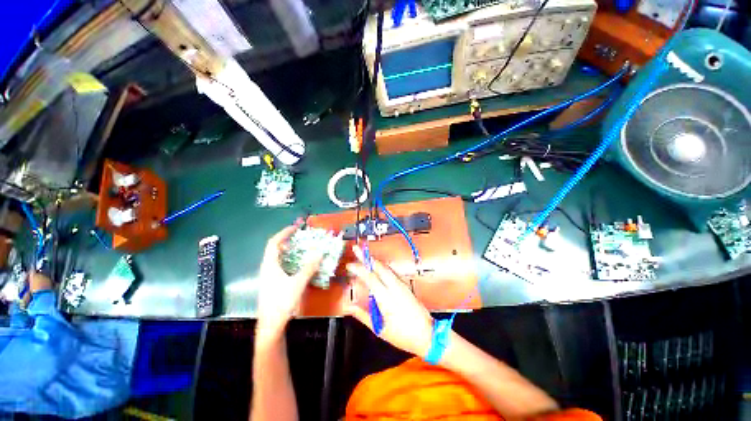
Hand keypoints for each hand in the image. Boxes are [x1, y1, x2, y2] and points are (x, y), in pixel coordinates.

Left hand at [256, 222, 322, 343]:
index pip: (274, 243)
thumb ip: (309, 267)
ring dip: (289, 250)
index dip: (284, 233)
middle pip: (275, 249)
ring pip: (277, 257)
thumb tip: (320, 253)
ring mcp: (269, 276)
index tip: (295, 227)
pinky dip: (290, 260)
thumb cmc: (282, 302)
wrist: (271, 324)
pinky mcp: (272, 282)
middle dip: (287, 240)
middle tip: (301, 236)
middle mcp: (267, 268)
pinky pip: (280, 265)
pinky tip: (299, 264)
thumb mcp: (298, 283)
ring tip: (302, 247)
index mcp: (270, 265)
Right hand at [344, 245, 433, 357]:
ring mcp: (402, 284)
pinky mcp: (407, 286)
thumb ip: (363, 315)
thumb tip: (349, 307)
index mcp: (386, 298)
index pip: (369, 277)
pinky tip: (378, 268)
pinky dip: (382, 267)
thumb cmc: (403, 335)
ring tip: (364, 256)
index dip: (358, 269)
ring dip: (374, 261)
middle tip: (357, 249)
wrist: (427, 335)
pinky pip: (392, 271)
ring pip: (386, 267)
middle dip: (366, 257)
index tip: (349, 265)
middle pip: (379, 266)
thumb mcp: (379, 329)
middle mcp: (394, 287)